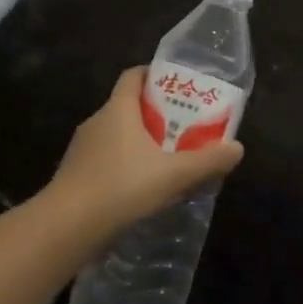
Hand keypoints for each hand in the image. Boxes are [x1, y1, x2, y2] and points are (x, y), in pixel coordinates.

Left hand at [44, 67, 244, 241]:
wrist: (65, 228)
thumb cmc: (121, 187)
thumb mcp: (172, 175)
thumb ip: (206, 161)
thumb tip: (237, 148)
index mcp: (118, 109)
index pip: (133, 76)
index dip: (153, 75)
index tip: (175, 86)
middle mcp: (97, 121)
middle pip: (127, 106)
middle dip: (154, 115)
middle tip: (181, 128)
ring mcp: (81, 150)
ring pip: (115, 136)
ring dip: (138, 144)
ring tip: (164, 162)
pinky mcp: (74, 176)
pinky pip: (104, 161)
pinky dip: (122, 167)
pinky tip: (139, 191)